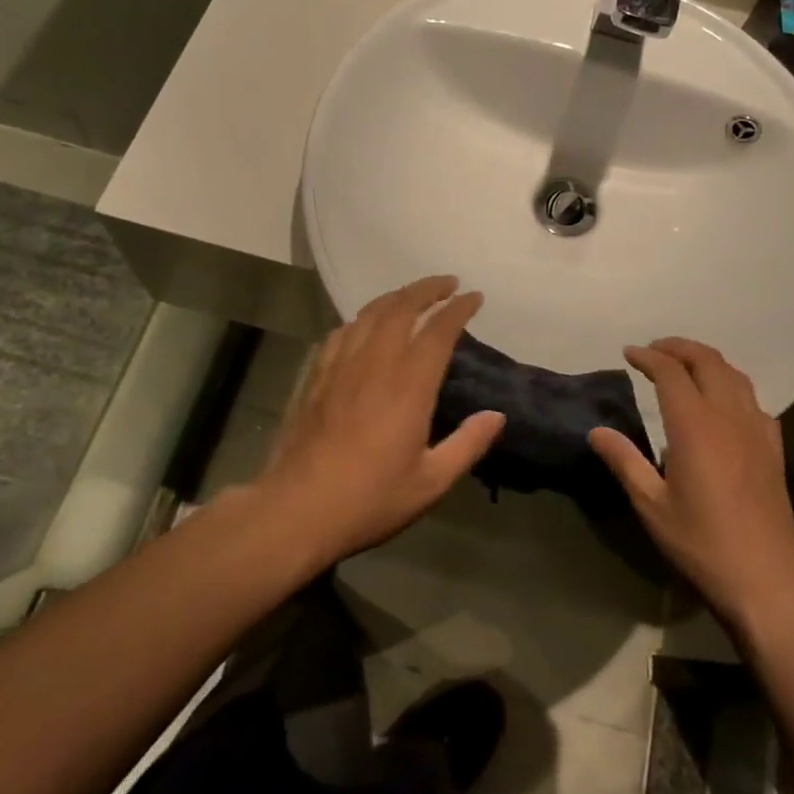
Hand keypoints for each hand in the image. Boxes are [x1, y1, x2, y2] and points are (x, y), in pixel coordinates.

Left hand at [257, 276, 503, 563]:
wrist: (296, 510)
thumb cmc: (369, 499)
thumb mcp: (430, 482)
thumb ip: (467, 444)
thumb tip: (497, 416)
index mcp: (409, 386)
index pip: (438, 330)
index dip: (458, 308)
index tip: (475, 297)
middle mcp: (375, 364)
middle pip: (401, 307)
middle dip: (427, 289)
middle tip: (448, 283)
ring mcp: (340, 367)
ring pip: (369, 313)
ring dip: (394, 297)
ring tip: (411, 296)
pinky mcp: (316, 377)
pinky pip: (341, 332)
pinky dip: (361, 319)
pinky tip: (364, 326)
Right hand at [589, 338, 793, 629]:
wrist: (766, 579)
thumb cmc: (701, 543)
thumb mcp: (651, 505)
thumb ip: (624, 461)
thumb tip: (596, 431)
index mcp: (694, 425)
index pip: (670, 372)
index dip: (648, 357)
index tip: (629, 353)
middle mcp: (728, 416)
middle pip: (706, 361)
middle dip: (678, 347)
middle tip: (653, 350)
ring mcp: (756, 430)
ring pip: (734, 374)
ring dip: (706, 360)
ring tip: (685, 365)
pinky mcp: (773, 448)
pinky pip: (753, 400)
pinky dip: (732, 385)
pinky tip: (723, 402)